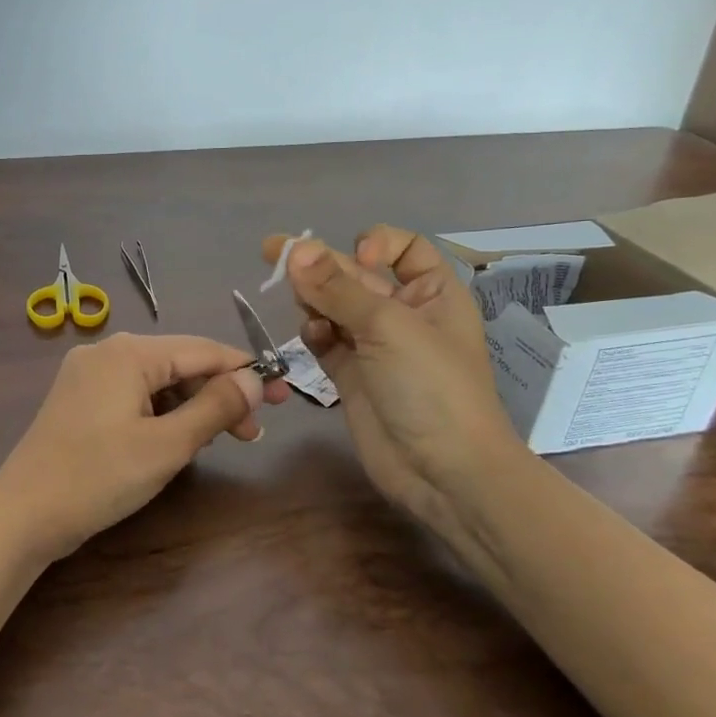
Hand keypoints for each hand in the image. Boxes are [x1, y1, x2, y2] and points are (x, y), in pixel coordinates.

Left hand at [0, 334, 289, 564]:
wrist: (23, 514)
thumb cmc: (98, 477)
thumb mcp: (167, 445)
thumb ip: (214, 407)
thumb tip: (253, 380)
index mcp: (127, 353)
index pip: (201, 350)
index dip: (245, 371)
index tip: (282, 395)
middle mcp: (105, 352)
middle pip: (178, 363)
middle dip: (217, 394)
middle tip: (252, 433)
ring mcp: (86, 375)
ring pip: (156, 381)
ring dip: (190, 407)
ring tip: (218, 441)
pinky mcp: (78, 399)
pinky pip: (132, 395)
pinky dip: (161, 413)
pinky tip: (176, 439)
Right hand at [265, 228, 526, 534]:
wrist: (443, 471)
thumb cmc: (430, 387)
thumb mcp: (388, 327)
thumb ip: (337, 288)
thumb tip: (296, 250)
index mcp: (433, 294)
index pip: (404, 250)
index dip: (376, 245)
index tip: (355, 257)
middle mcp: (404, 315)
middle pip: (357, 276)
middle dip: (322, 265)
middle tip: (272, 253)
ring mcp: (376, 347)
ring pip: (335, 307)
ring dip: (314, 298)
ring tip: (297, 299)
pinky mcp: (352, 376)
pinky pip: (326, 341)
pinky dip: (314, 333)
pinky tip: (311, 335)